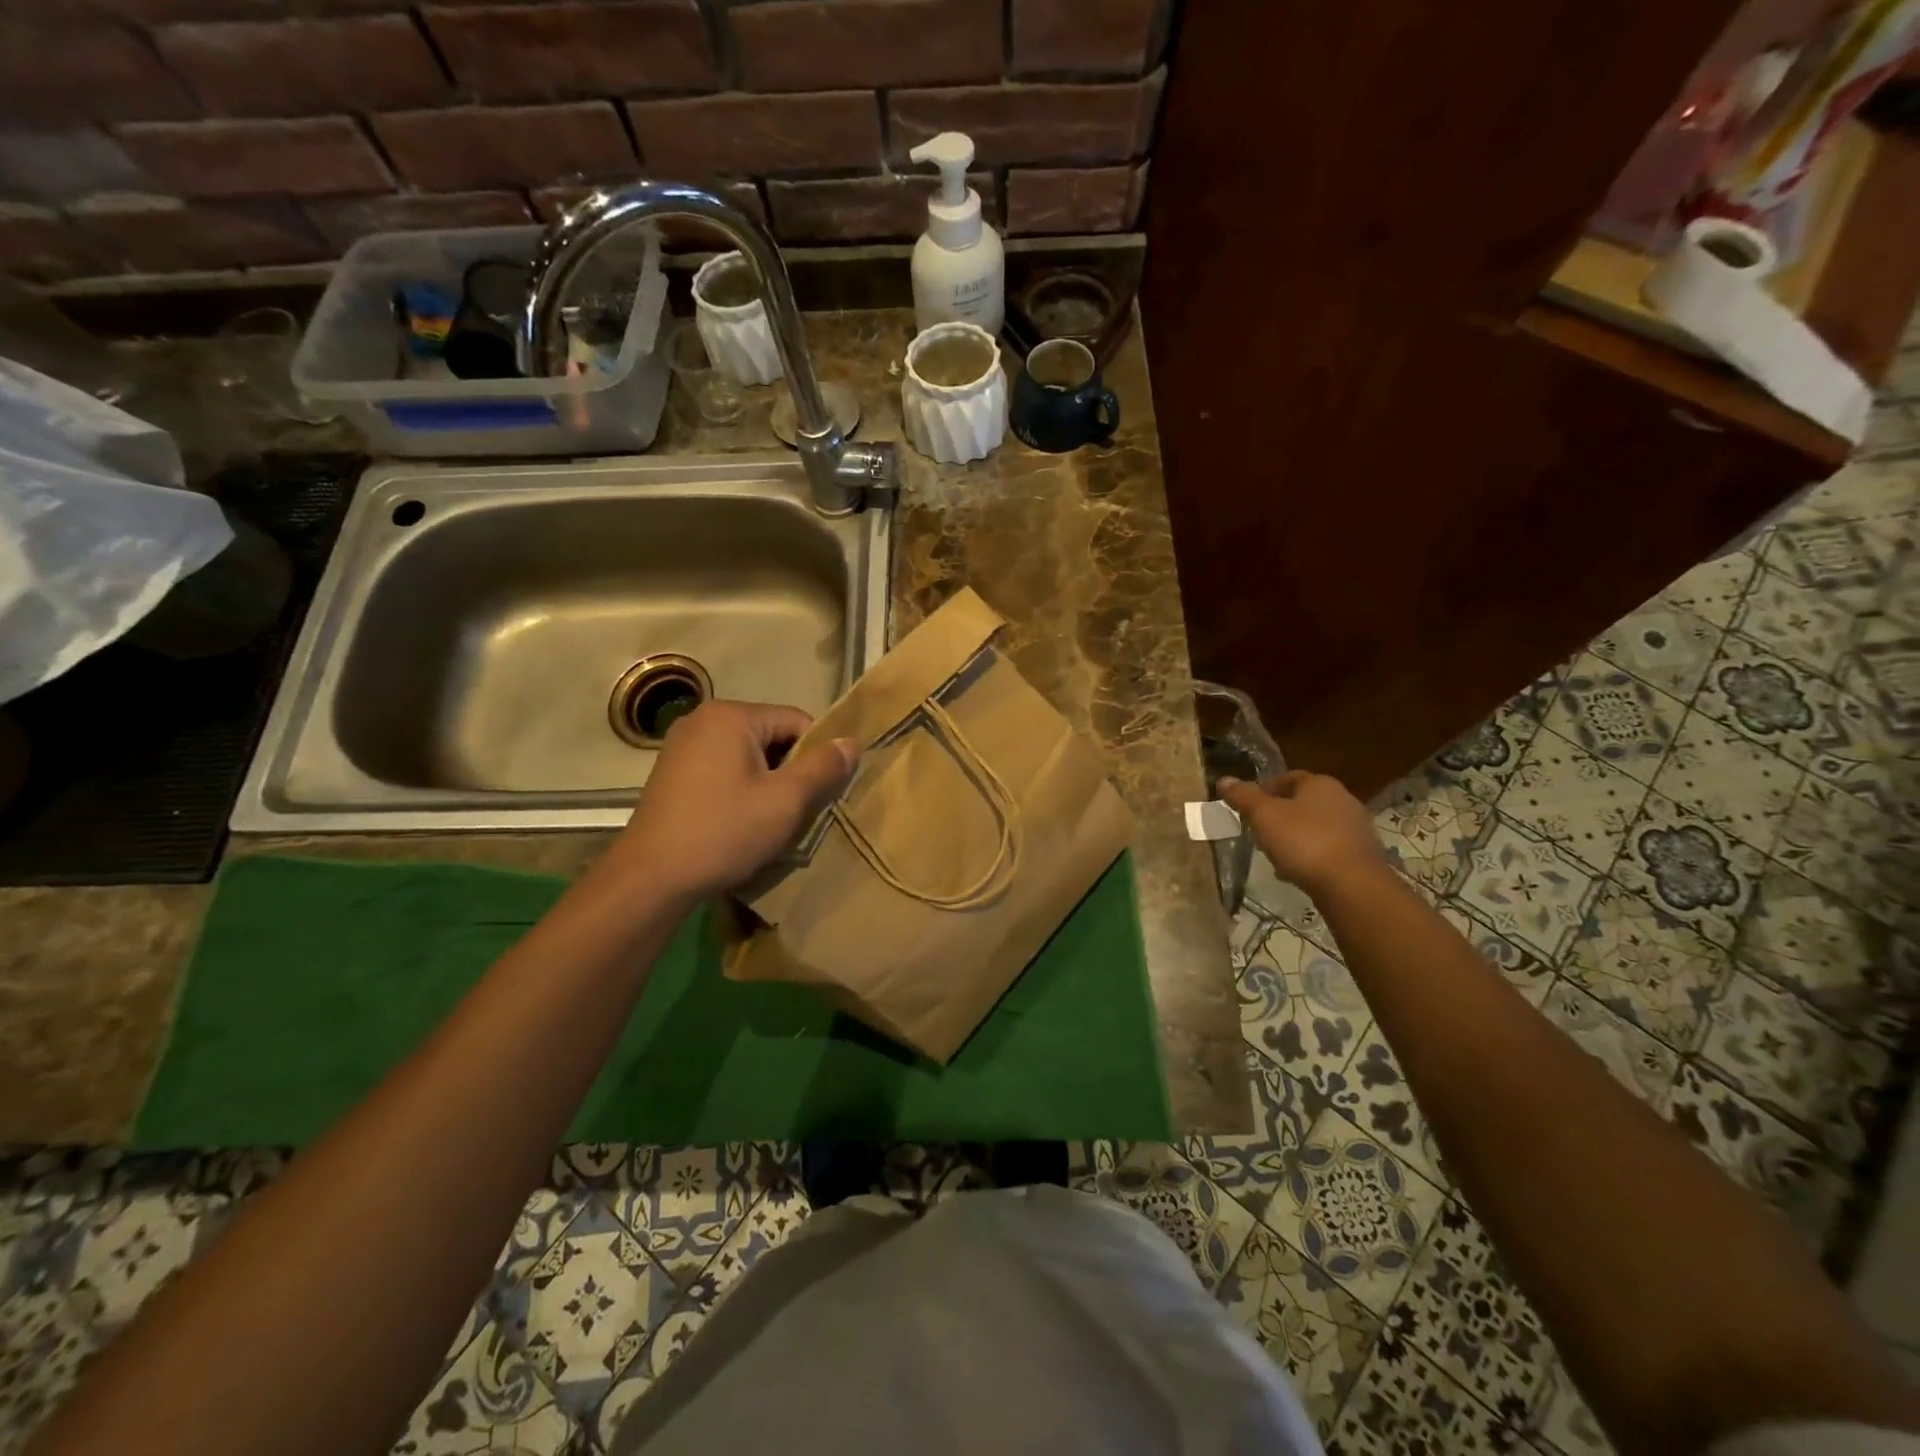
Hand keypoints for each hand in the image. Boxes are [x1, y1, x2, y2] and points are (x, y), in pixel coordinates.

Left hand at [611, 700, 857, 901]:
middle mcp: (703, 719)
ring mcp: (682, 745)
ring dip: (767, 782)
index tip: (822, 792)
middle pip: (771, 735)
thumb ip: (823, 768)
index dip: (818, 754)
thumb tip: (851, 743)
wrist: (651, 878)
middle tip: (799, 809)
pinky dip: (741, 788)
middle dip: (791, 769)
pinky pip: (723, 768)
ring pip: (747, 755)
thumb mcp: (786, 801)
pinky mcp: (672, 772)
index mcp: (731, 715)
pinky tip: (741, 820)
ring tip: (771, 819)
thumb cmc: (724, 832)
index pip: (797, 721)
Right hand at [1218, 770, 1388, 898]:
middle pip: (1302, 802)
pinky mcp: (1362, 855)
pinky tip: (1297, 872)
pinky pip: (1328, 848)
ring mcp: (1356, 828)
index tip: (1247, 807)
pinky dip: (1311, 855)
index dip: (1264, 790)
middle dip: (1279, 815)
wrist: (1352, 885)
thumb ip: (1243, 796)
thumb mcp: (1264, 816)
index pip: (1287, 777)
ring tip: (1275, 855)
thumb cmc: (1304, 842)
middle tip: (1258, 831)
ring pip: (1315, 827)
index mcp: (1320, 784)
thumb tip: (1224, 779)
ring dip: (1295, 837)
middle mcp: (1343, 799)